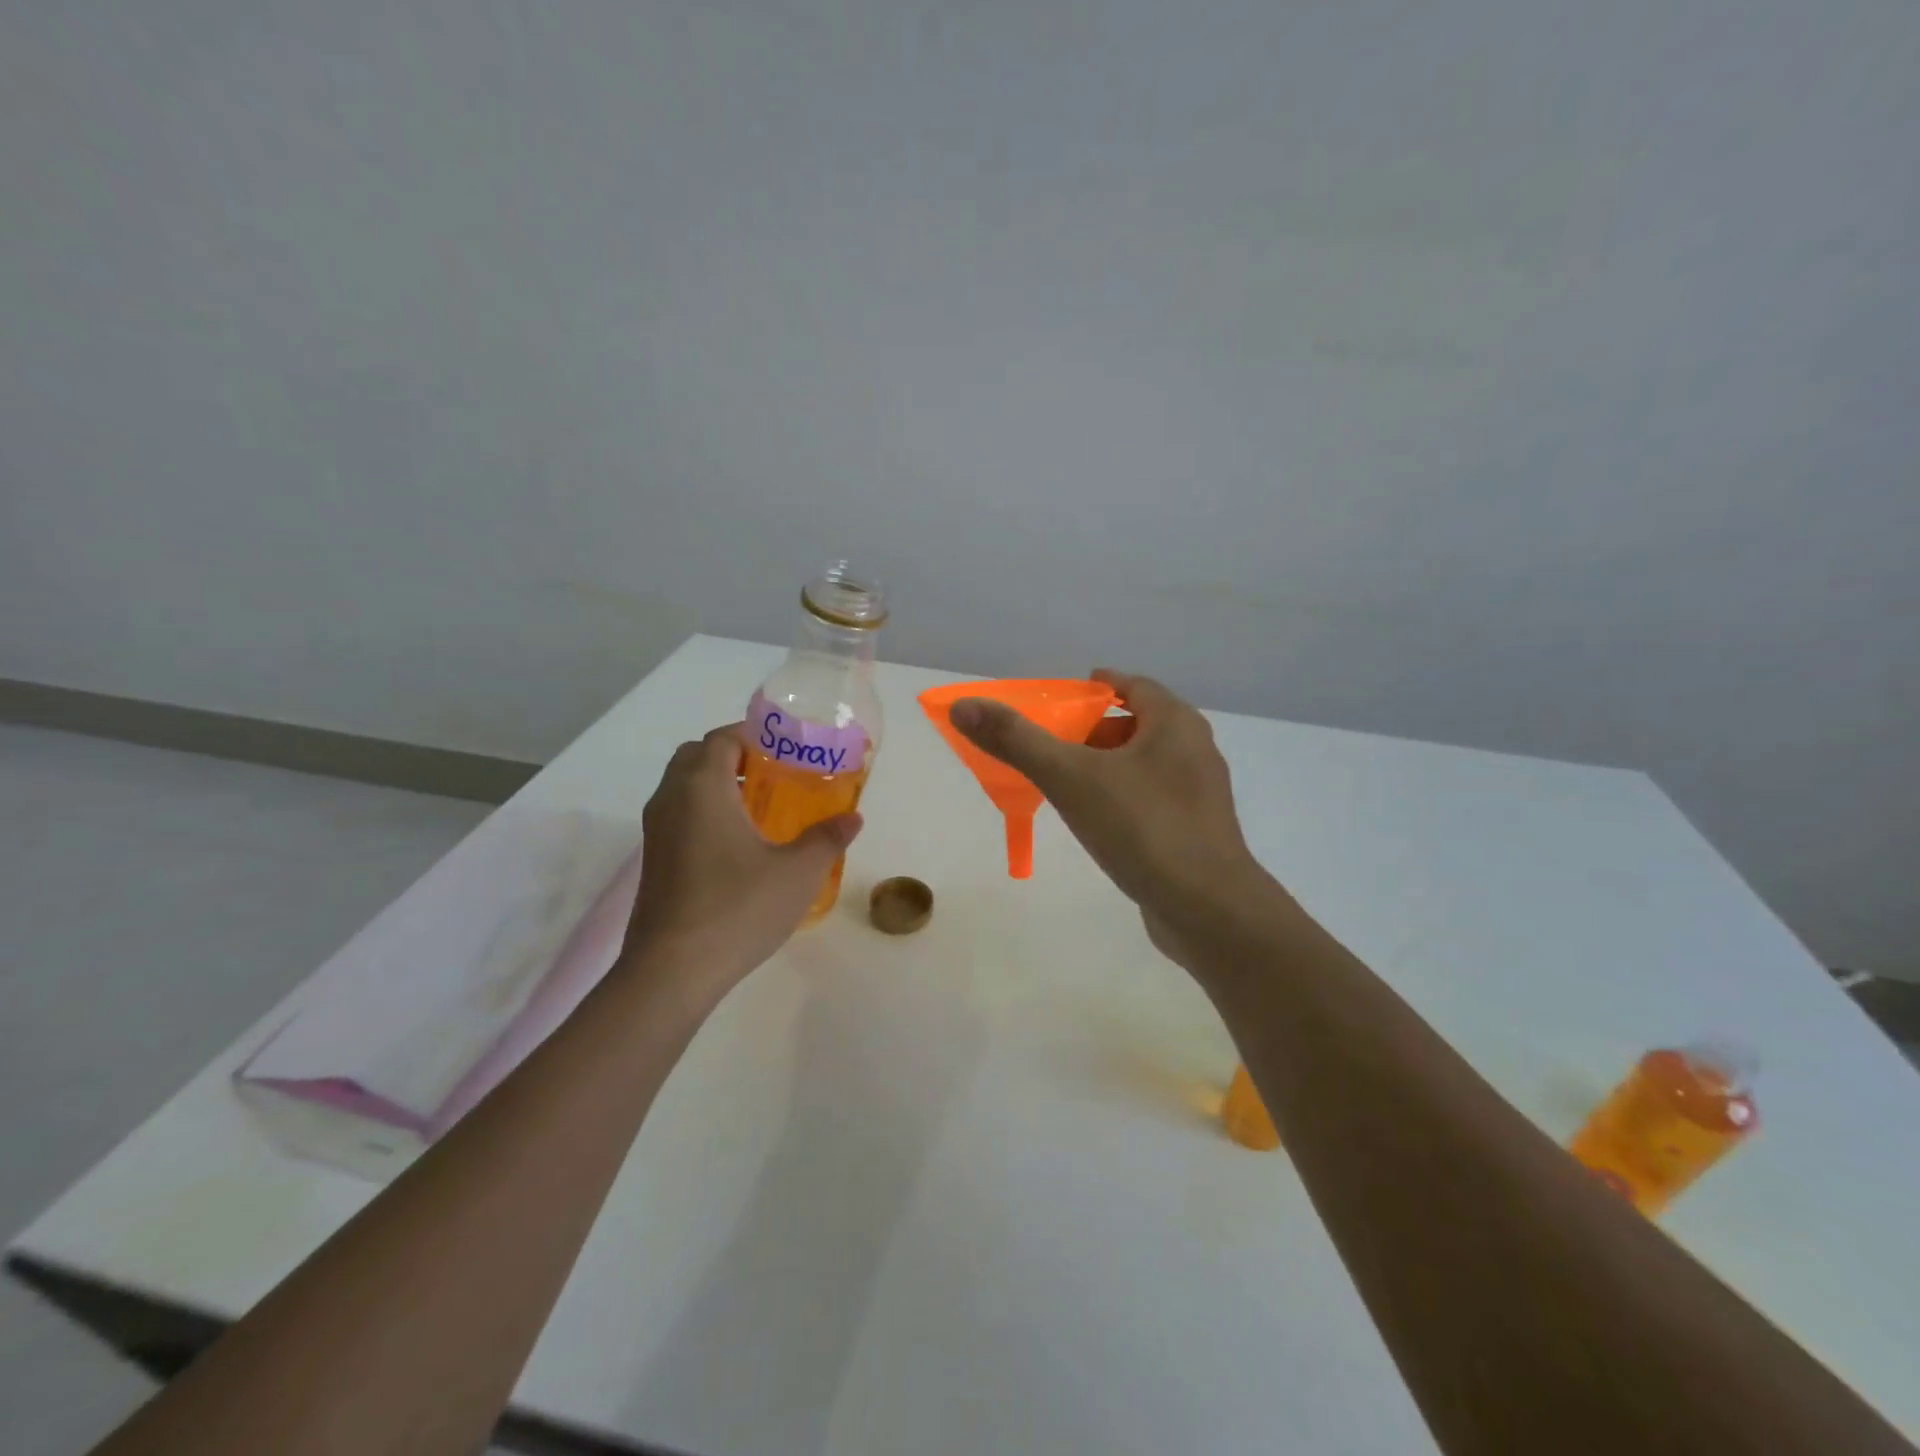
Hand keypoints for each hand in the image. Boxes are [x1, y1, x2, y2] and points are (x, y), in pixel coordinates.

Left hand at [622, 724, 861, 996]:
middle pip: (697, 756)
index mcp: (703, 787)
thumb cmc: (738, 908)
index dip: (754, 735)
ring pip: (684, 788)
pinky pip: (679, 816)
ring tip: (762, 809)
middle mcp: (671, 800)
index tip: (788, 749)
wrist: (671, 972)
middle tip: (774, 776)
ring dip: (718, 785)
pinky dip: (705, 813)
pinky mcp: (653, 862)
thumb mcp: (798, 872)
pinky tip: (739, 846)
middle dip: (734, 757)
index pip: (722, 738)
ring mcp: (655, 832)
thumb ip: (827, 838)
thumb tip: (852, 818)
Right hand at [950, 671, 1276, 968]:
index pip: (1132, 686)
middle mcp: (1194, 750)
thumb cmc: (1142, 828)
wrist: (1208, 910)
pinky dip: (1122, 799)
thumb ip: (1017, 741)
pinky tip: (1098, 823)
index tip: (1062, 700)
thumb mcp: (1070, 778)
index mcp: (1174, 723)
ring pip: (1145, 765)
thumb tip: (964, 706)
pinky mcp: (1197, 832)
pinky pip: (1152, 799)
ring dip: (1107, 767)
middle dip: (1093, 731)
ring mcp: (1200, 795)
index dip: (1095, 688)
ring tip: (1066, 784)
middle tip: (1052, 744)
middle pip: (1137, 725)